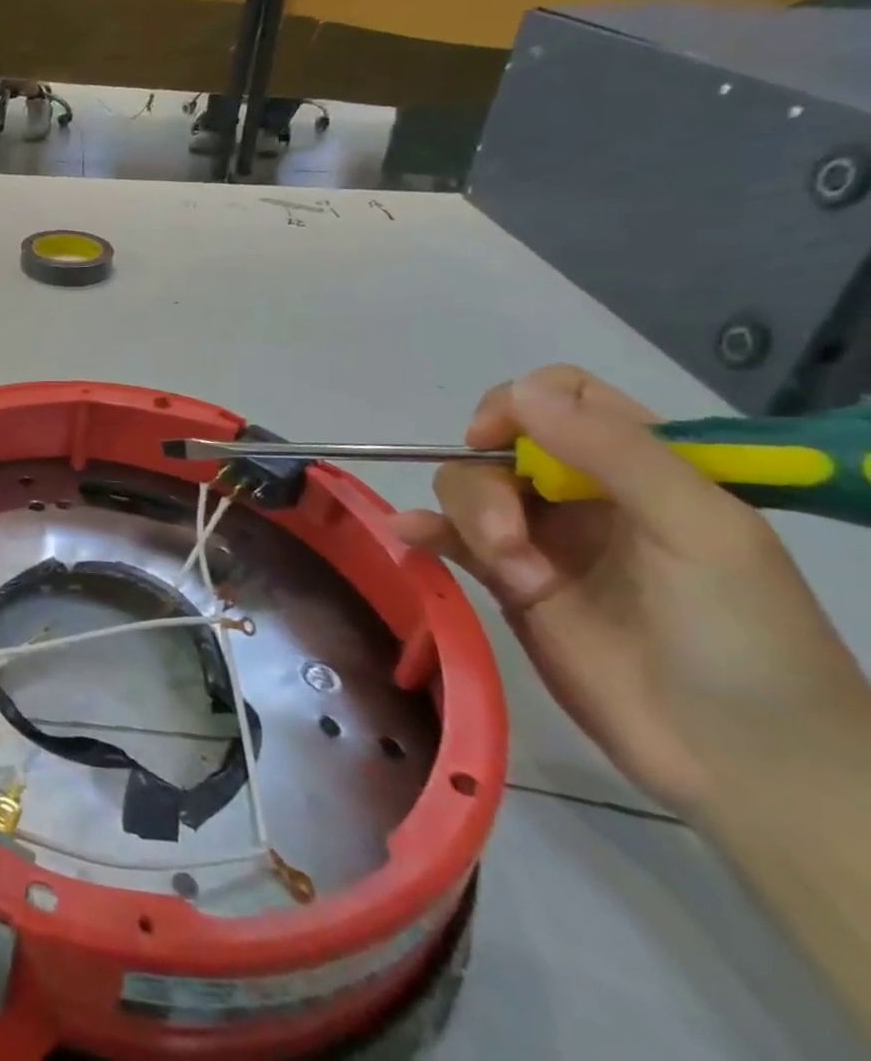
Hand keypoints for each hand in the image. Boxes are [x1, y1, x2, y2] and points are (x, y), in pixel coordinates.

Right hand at [390, 365, 866, 815]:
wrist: (741, 763)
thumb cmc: (743, 638)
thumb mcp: (700, 532)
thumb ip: (614, 453)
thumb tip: (518, 390)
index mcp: (642, 468)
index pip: (563, 397)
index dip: (520, 405)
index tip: (498, 441)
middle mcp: (584, 494)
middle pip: (497, 446)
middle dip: (489, 488)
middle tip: (511, 543)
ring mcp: (543, 539)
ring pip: (467, 489)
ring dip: (471, 524)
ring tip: (515, 580)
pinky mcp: (508, 583)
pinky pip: (449, 537)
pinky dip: (422, 530)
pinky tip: (409, 537)